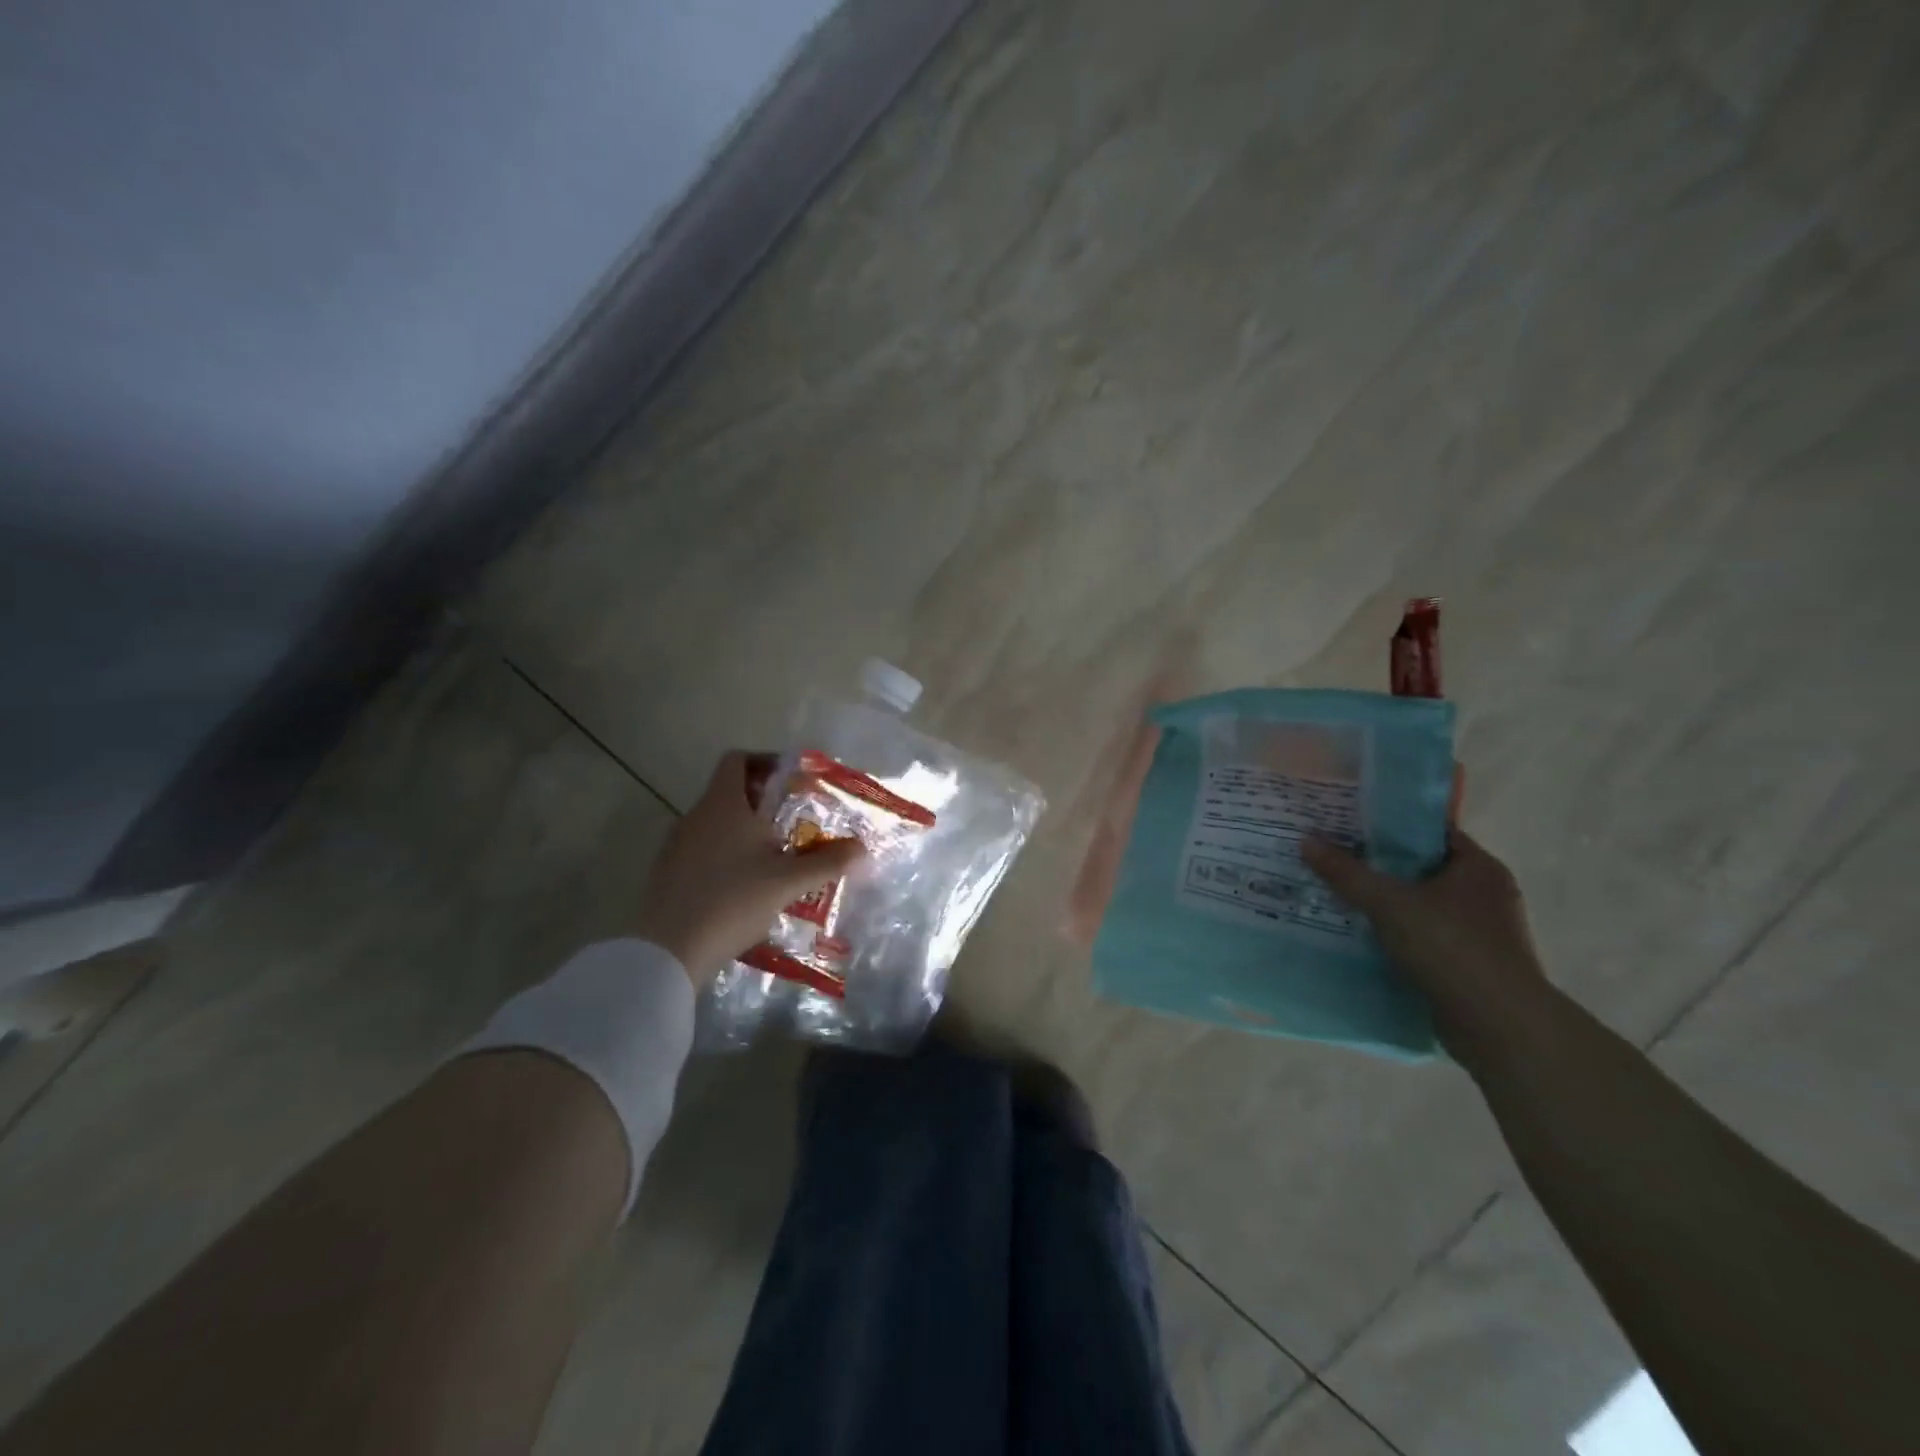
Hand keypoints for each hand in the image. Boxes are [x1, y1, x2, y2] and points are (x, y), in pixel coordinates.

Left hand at [635, 751, 864, 985]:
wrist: (667, 950)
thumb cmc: (732, 900)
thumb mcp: (788, 881)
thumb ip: (828, 862)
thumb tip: (863, 849)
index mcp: (723, 804)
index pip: (737, 760)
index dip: (765, 762)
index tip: (792, 782)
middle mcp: (696, 816)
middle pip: (729, 792)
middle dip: (763, 803)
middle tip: (794, 824)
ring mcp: (677, 845)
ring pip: (716, 824)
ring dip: (745, 832)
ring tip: (775, 859)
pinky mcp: (668, 872)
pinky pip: (702, 849)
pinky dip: (726, 855)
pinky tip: (745, 886)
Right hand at [1302, 828, 1556, 1063]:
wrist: (1497, 1025)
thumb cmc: (1451, 948)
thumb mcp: (1389, 903)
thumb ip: (1347, 873)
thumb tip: (1306, 841)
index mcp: (1479, 868)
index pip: (1431, 832)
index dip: (1390, 826)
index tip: (1350, 824)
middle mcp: (1485, 894)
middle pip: (1423, 868)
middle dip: (1380, 865)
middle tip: (1336, 857)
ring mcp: (1481, 932)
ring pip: (1421, 905)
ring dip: (1386, 902)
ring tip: (1339, 894)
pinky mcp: (1469, 964)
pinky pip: (1424, 936)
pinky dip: (1396, 933)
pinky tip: (1361, 933)